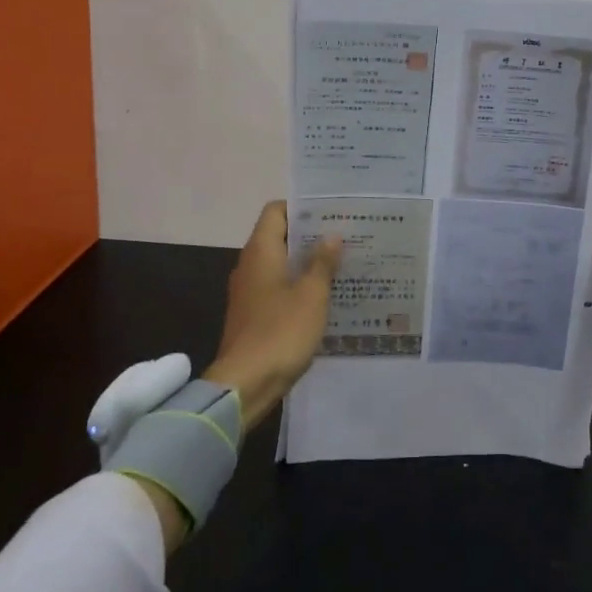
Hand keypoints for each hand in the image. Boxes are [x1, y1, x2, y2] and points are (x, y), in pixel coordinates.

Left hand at [203, 201, 342, 430]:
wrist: (245, 384)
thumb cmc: (280, 332)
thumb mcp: (311, 296)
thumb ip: (322, 263)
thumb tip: (332, 235)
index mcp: (261, 252)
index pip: (276, 211)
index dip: (302, 207)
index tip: (332, 212)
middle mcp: (251, 266)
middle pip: (280, 237)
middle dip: (311, 236)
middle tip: (347, 236)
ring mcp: (250, 292)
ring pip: (281, 264)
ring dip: (308, 263)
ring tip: (343, 264)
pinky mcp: (254, 315)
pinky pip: (280, 289)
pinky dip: (300, 287)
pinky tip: (326, 296)